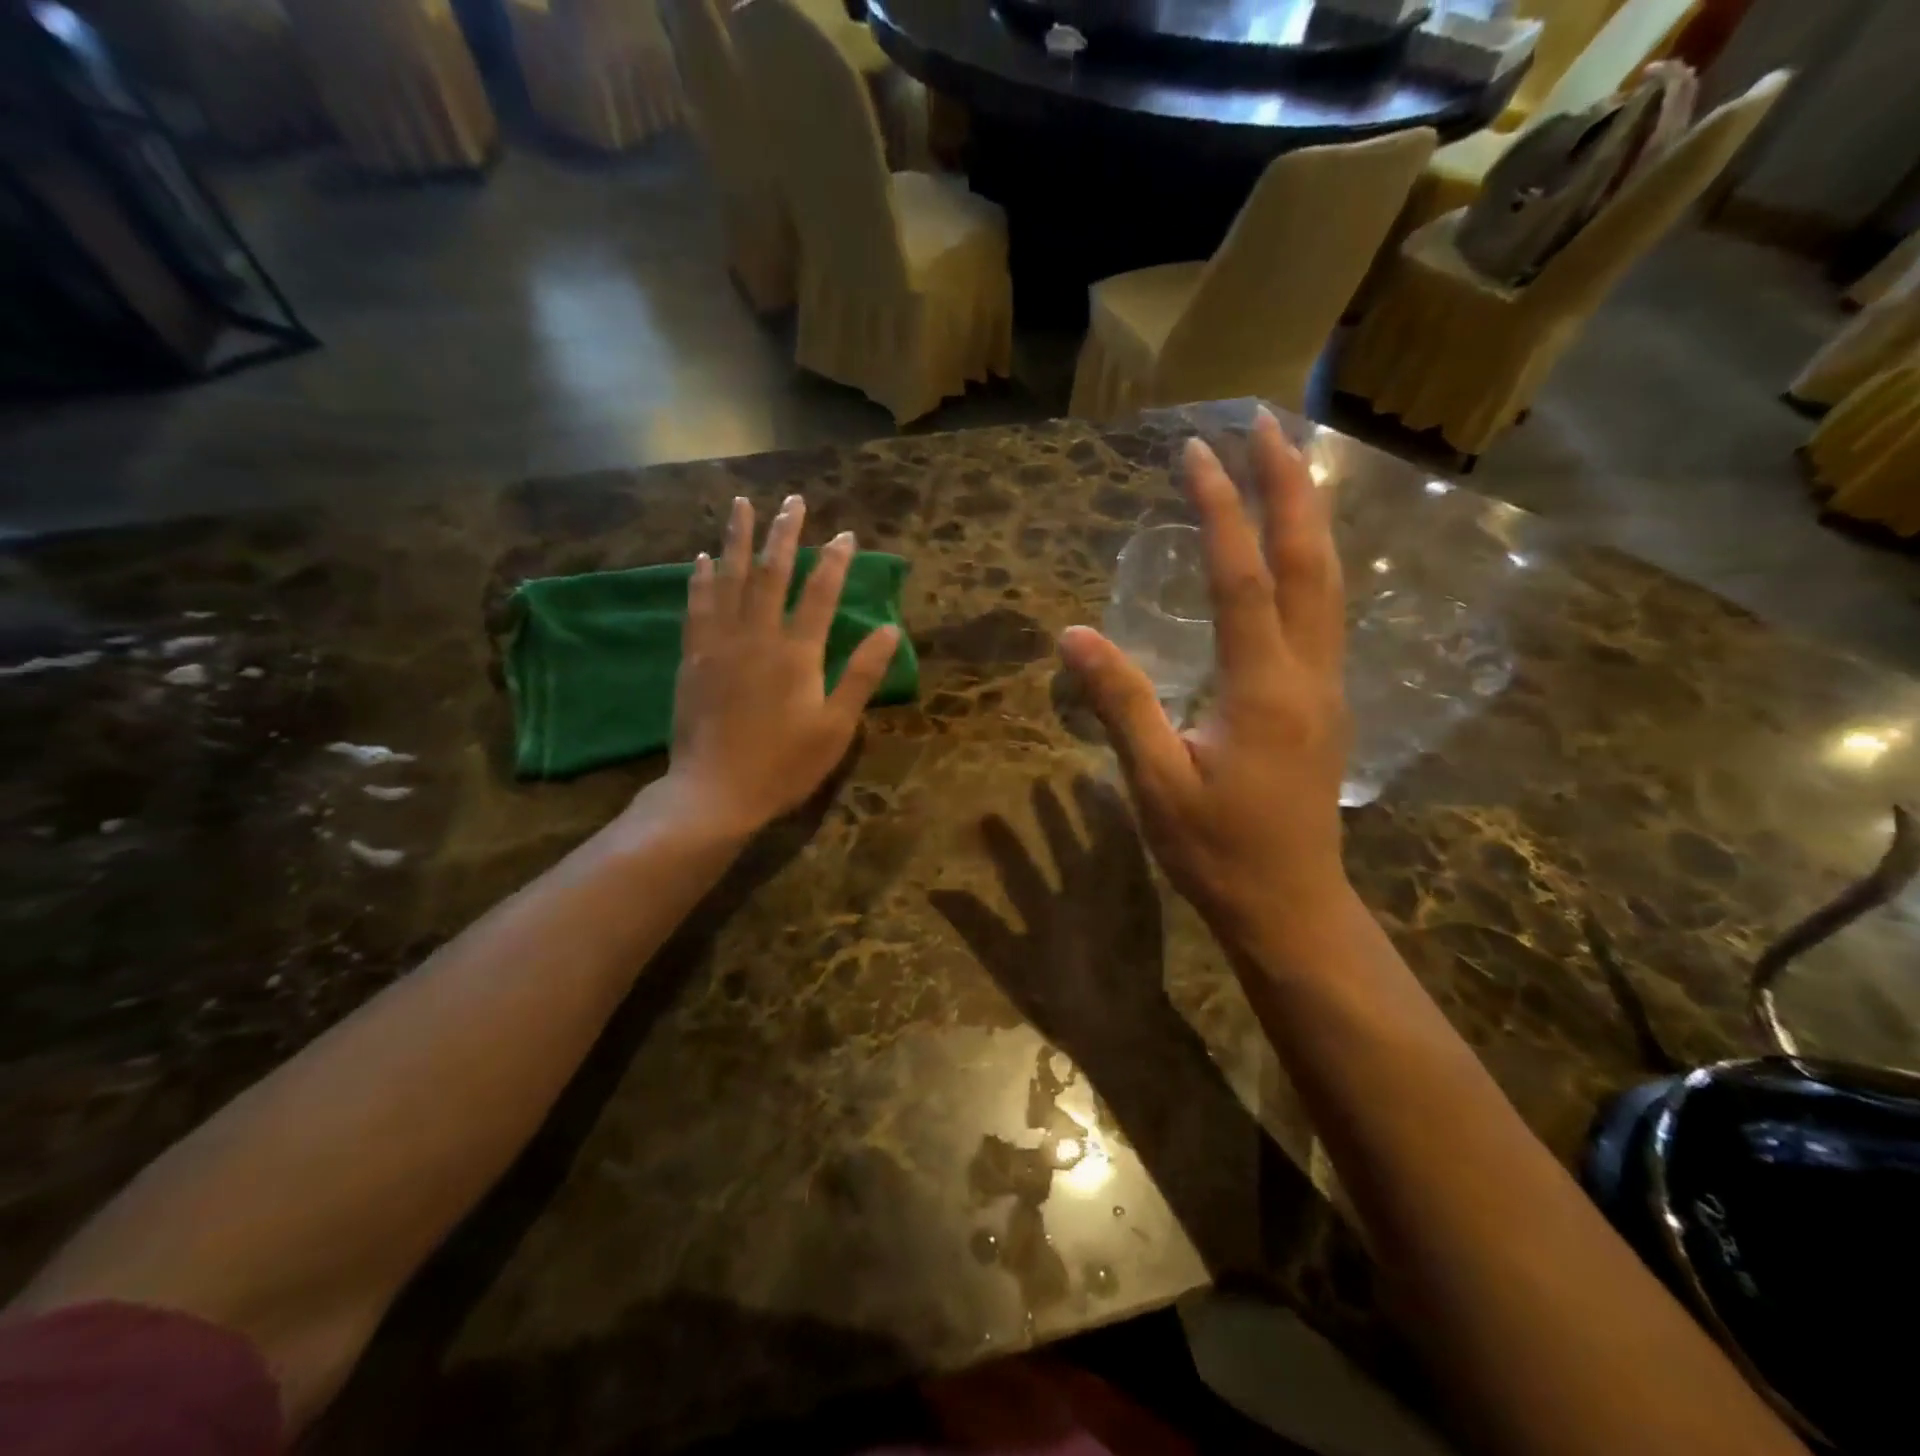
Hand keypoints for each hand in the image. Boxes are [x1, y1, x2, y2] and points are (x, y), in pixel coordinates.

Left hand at [661, 493, 899, 838]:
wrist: (715, 792)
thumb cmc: (784, 764)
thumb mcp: (836, 726)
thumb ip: (861, 674)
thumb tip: (891, 630)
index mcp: (797, 653)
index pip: (820, 594)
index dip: (835, 561)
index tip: (845, 534)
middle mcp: (757, 636)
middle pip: (772, 573)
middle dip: (784, 534)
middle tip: (793, 501)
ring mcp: (720, 644)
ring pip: (729, 580)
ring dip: (737, 540)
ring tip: (741, 505)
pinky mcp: (693, 658)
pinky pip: (697, 607)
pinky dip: (701, 579)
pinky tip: (702, 559)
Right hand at [1058, 410, 1350, 956]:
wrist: (1292, 907)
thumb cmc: (1218, 852)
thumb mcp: (1156, 783)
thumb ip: (1121, 704)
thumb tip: (1072, 635)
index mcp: (1263, 689)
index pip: (1242, 579)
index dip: (1219, 511)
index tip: (1196, 453)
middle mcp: (1308, 674)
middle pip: (1309, 561)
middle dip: (1289, 486)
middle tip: (1267, 424)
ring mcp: (1328, 687)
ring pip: (1329, 583)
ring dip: (1310, 516)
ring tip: (1288, 464)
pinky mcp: (1327, 703)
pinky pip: (1326, 612)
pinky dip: (1312, 562)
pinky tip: (1296, 551)